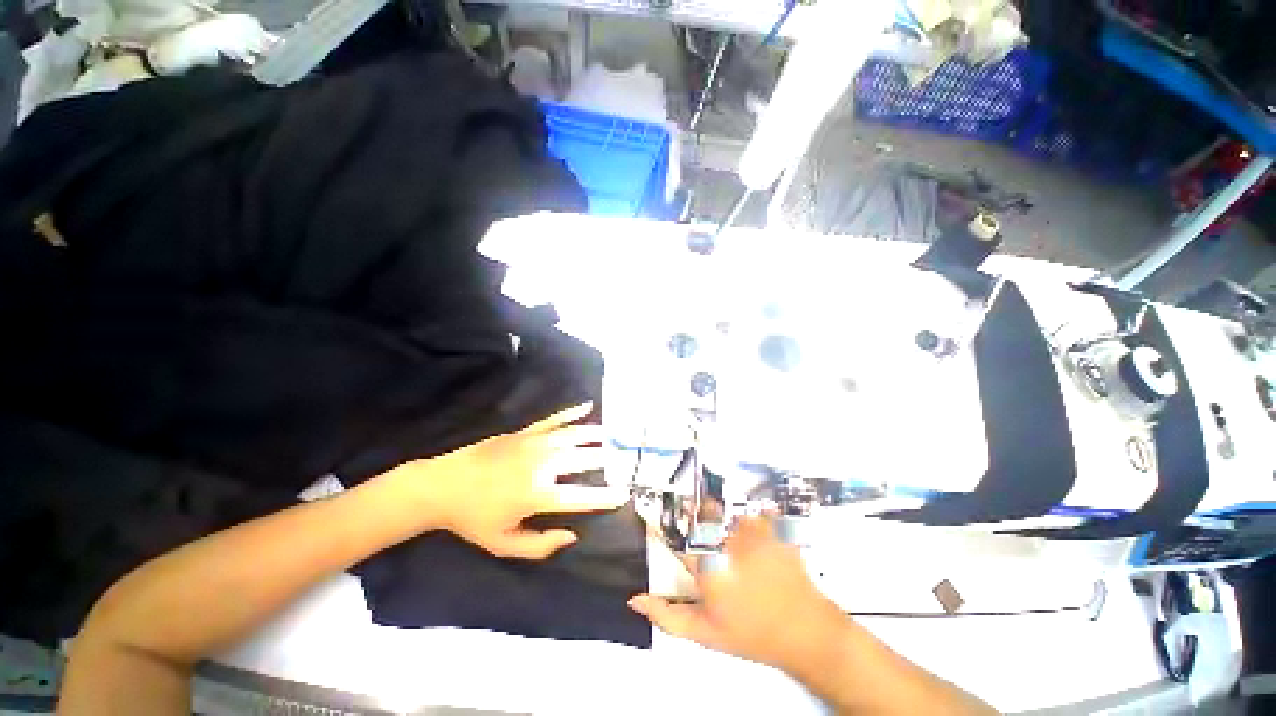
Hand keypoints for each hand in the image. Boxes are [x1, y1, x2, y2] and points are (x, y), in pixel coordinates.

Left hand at [388, 403, 627, 559]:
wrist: (442, 486)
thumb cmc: (473, 519)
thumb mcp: (503, 544)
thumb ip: (540, 546)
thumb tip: (573, 536)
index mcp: (537, 494)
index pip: (580, 497)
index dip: (604, 497)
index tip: (623, 494)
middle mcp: (541, 464)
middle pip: (582, 459)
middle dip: (605, 459)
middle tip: (621, 460)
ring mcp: (533, 443)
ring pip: (573, 434)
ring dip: (595, 434)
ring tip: (612, 435)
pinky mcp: (524, 432)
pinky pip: (554, 419)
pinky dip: (572, 412)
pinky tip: (587, 406)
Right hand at [628, 516, 847, 676]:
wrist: (806, 632)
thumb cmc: (752, 634)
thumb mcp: (705, 634)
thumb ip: (667, 616)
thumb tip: (635, 599)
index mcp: (706, 567)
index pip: (673, 538)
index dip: (659, 526)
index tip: (650, 515)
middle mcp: (726, 541)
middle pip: (701, 516)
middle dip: (698, 520)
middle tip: (710, 538)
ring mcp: (752, 530)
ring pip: (728, 514)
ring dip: (729, 526)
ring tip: (741, 551)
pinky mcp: (773, 525)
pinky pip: (755, 512)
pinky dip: (755, 522)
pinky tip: (760, 544)